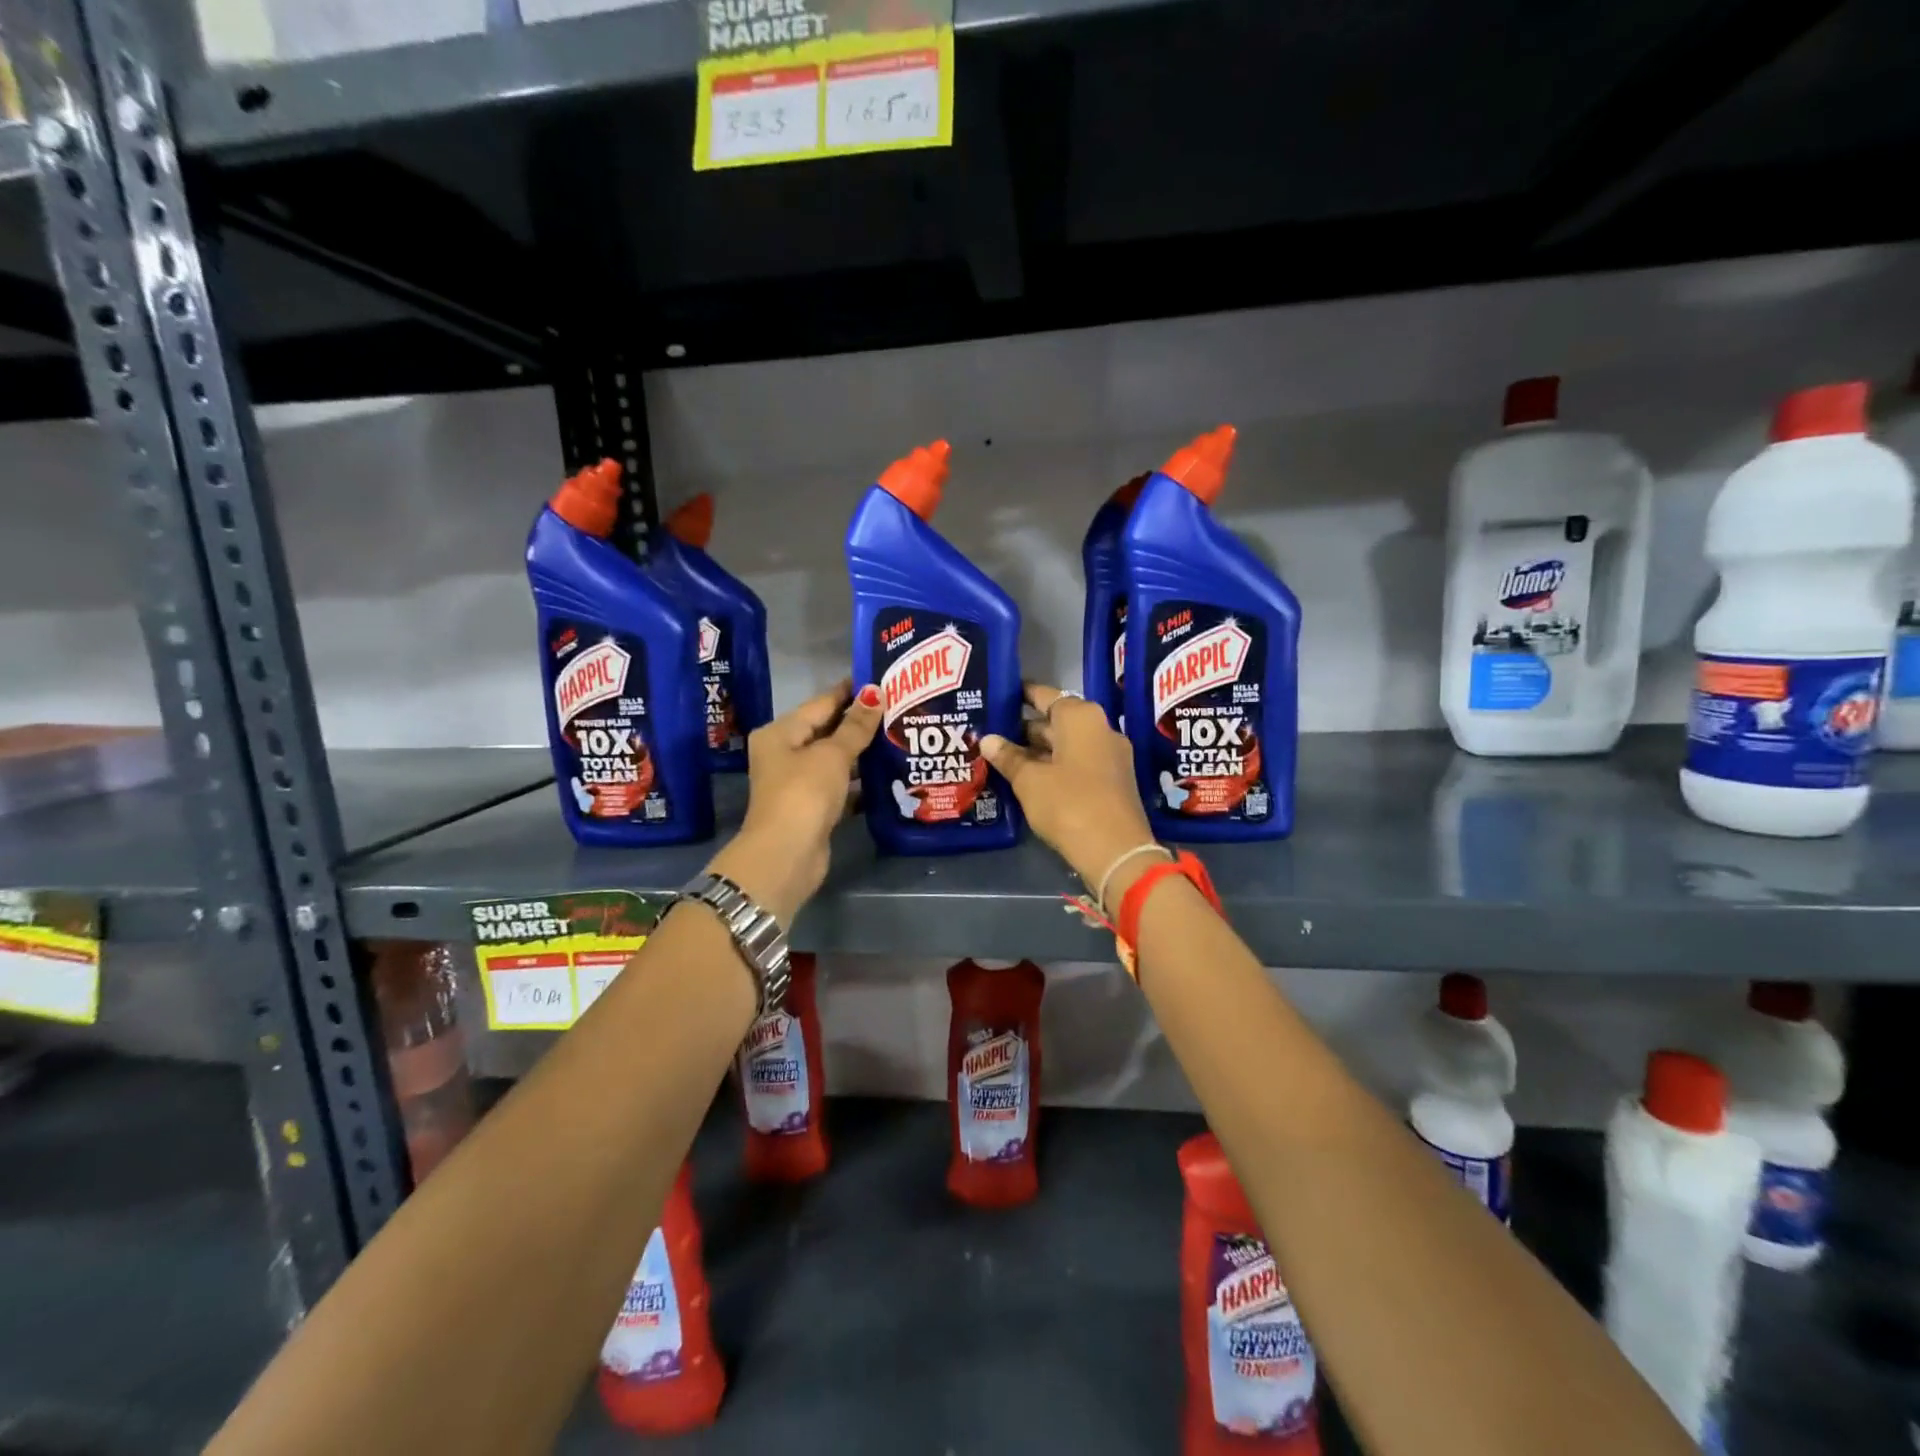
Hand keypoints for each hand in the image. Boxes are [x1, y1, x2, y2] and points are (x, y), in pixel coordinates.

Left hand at [707, 679, 880, 922]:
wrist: (786, 856)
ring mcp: (800, 783)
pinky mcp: (814, 808)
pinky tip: (890, 774)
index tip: (883, 678)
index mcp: (781, 733)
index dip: (851, 691)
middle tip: (901, 707)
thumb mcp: (832, 755)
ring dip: (865, 752)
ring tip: (901, 736)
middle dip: (862, 722)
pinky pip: (842, 786)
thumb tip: (876, 692)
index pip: (821, 703)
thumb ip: (856, 726)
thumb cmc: (804, 794)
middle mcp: (786, 754)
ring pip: (837, 760)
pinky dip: (862, 782)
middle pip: (828, 730)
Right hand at [981, 684, 1157, 900]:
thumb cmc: (1069, 804)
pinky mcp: (1113, 781)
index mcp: (1081, 717)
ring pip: (1067, 744)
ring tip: (1003, 757)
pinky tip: (1029, 778)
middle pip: (1057, 721)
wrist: (1117, 851)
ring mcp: (1110, 756)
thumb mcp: (1029, 781)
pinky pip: (1077, 763)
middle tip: (991, 734)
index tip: (999, 696)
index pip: (1046, 695)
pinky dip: (1054, 766)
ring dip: (1038, 751)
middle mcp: (1100, 728)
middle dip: (1025, 729)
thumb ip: (1008, 757)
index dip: (1021, 695)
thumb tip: (988, 739)